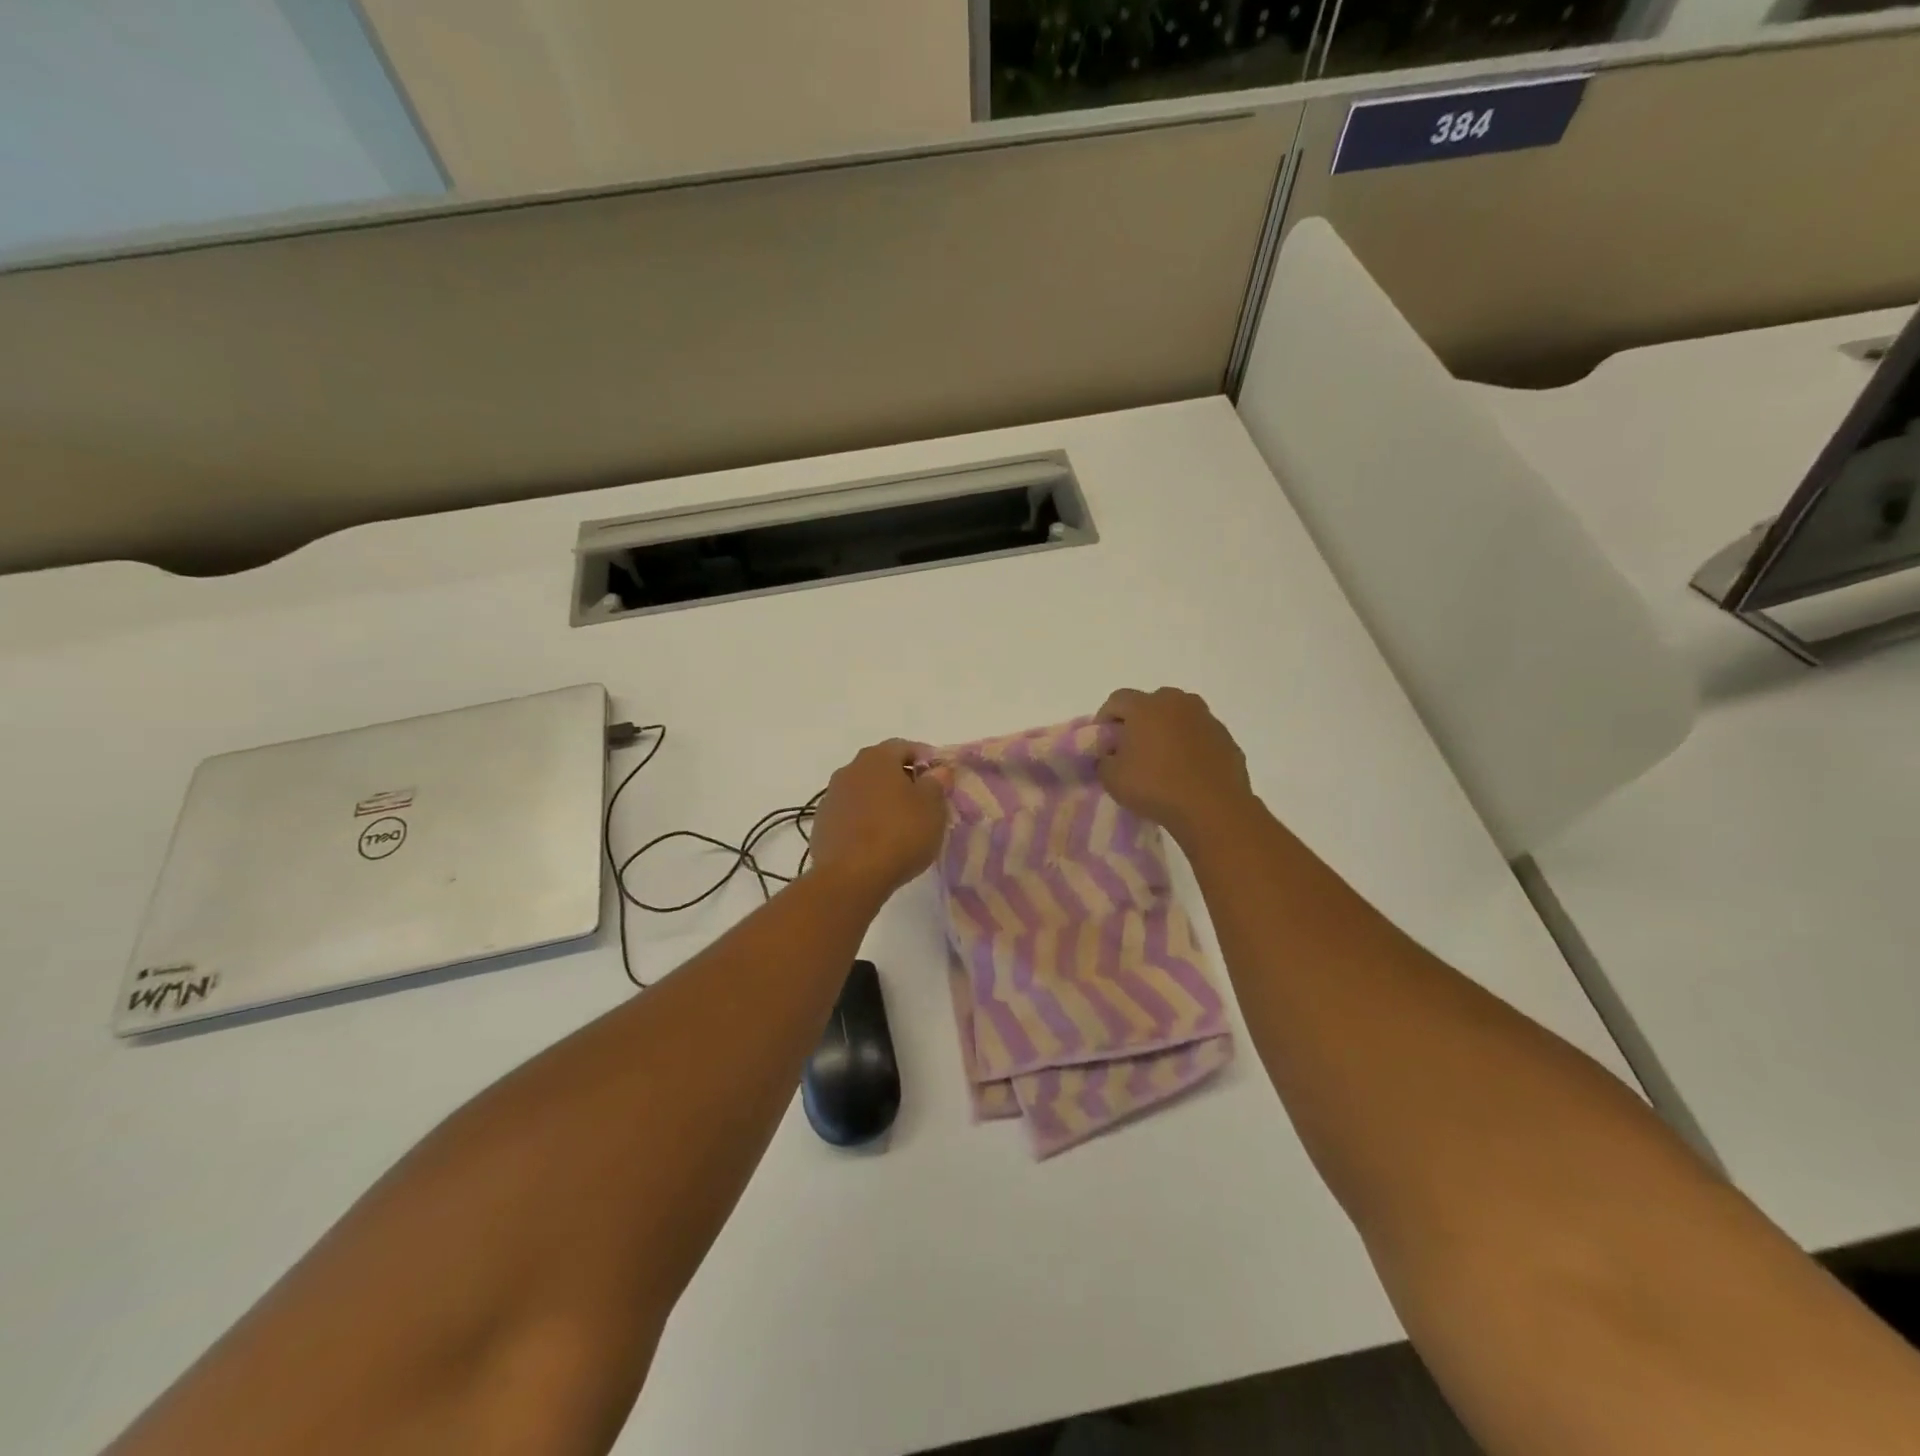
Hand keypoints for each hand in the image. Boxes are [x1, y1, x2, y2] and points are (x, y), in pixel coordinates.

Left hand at [809, 740, 948, 900]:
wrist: (851, 877)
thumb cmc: (899, 834)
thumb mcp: (932, 807)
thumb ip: (937, 783)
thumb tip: (937, 770)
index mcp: (877, 758)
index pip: (904, 746)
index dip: (925, 759)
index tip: (940, 778)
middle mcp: (849, 770)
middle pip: (881, 767)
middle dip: (902, 780)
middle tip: (923, 802)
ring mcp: (831, 797)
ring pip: (864, 791)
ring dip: (881, 801)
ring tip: (900, 825)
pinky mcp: (821, 825)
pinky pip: (850, 814)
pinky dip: (865, 820)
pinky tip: (877, 842)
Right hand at [1097, 687, 1255, 843]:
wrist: (1213, 809)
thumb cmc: (1155, 787)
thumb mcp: (1112, 778)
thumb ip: (1104, 760)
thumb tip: (1111, 756)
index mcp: (1146, 706)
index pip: (1117, 700)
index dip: (1105, 718)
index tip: (1103, 742)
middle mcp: (1178, 703)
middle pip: (1151, 703)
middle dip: (1139, 721)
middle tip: (1132, 748)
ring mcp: (1207, 719)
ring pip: (1179, 718)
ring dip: (1168, 731)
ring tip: (1162, 760)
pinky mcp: (1227, 739)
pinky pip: (1200, 736)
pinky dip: (1190, 746)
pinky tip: (1187, 771)